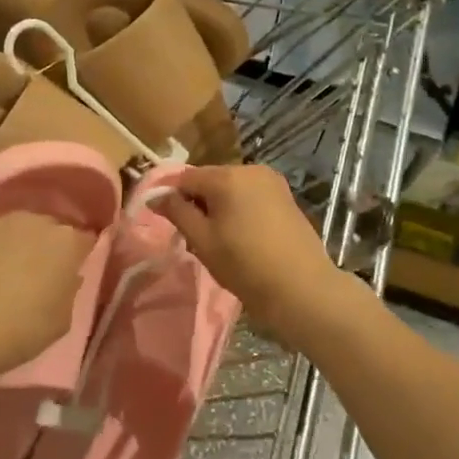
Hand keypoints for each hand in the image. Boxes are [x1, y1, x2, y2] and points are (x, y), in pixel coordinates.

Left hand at [0, 204, 94, 376]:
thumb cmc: (20, 331)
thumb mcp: (62, 322)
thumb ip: (69, 291)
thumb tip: (67, 276)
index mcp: (69, 243)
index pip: (86, 239)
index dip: (80, 254)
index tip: (73, 270)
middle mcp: (40, 221)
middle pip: (52, 227)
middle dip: (49, 244)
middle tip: (39, 271)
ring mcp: (3, 218)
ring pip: (21, 221)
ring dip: (19, 237)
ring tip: (6, 262)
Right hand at [156, 165, 363, 346]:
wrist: (302, 288)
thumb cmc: (245, 265)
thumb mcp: (203, 241)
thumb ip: (177, 213)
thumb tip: (156, 197)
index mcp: (226, 176)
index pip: (185, 177)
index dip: (171, 197)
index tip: (165, 221)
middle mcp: (250, 169)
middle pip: (210, 180)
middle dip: (197, 202)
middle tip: (194, 237)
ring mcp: (272, 181)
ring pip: (231, 188)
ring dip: (219, 206)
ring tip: (219, 240)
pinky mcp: (286, 196)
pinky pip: (251, 195)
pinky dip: (240, 209)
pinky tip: (242, 237)